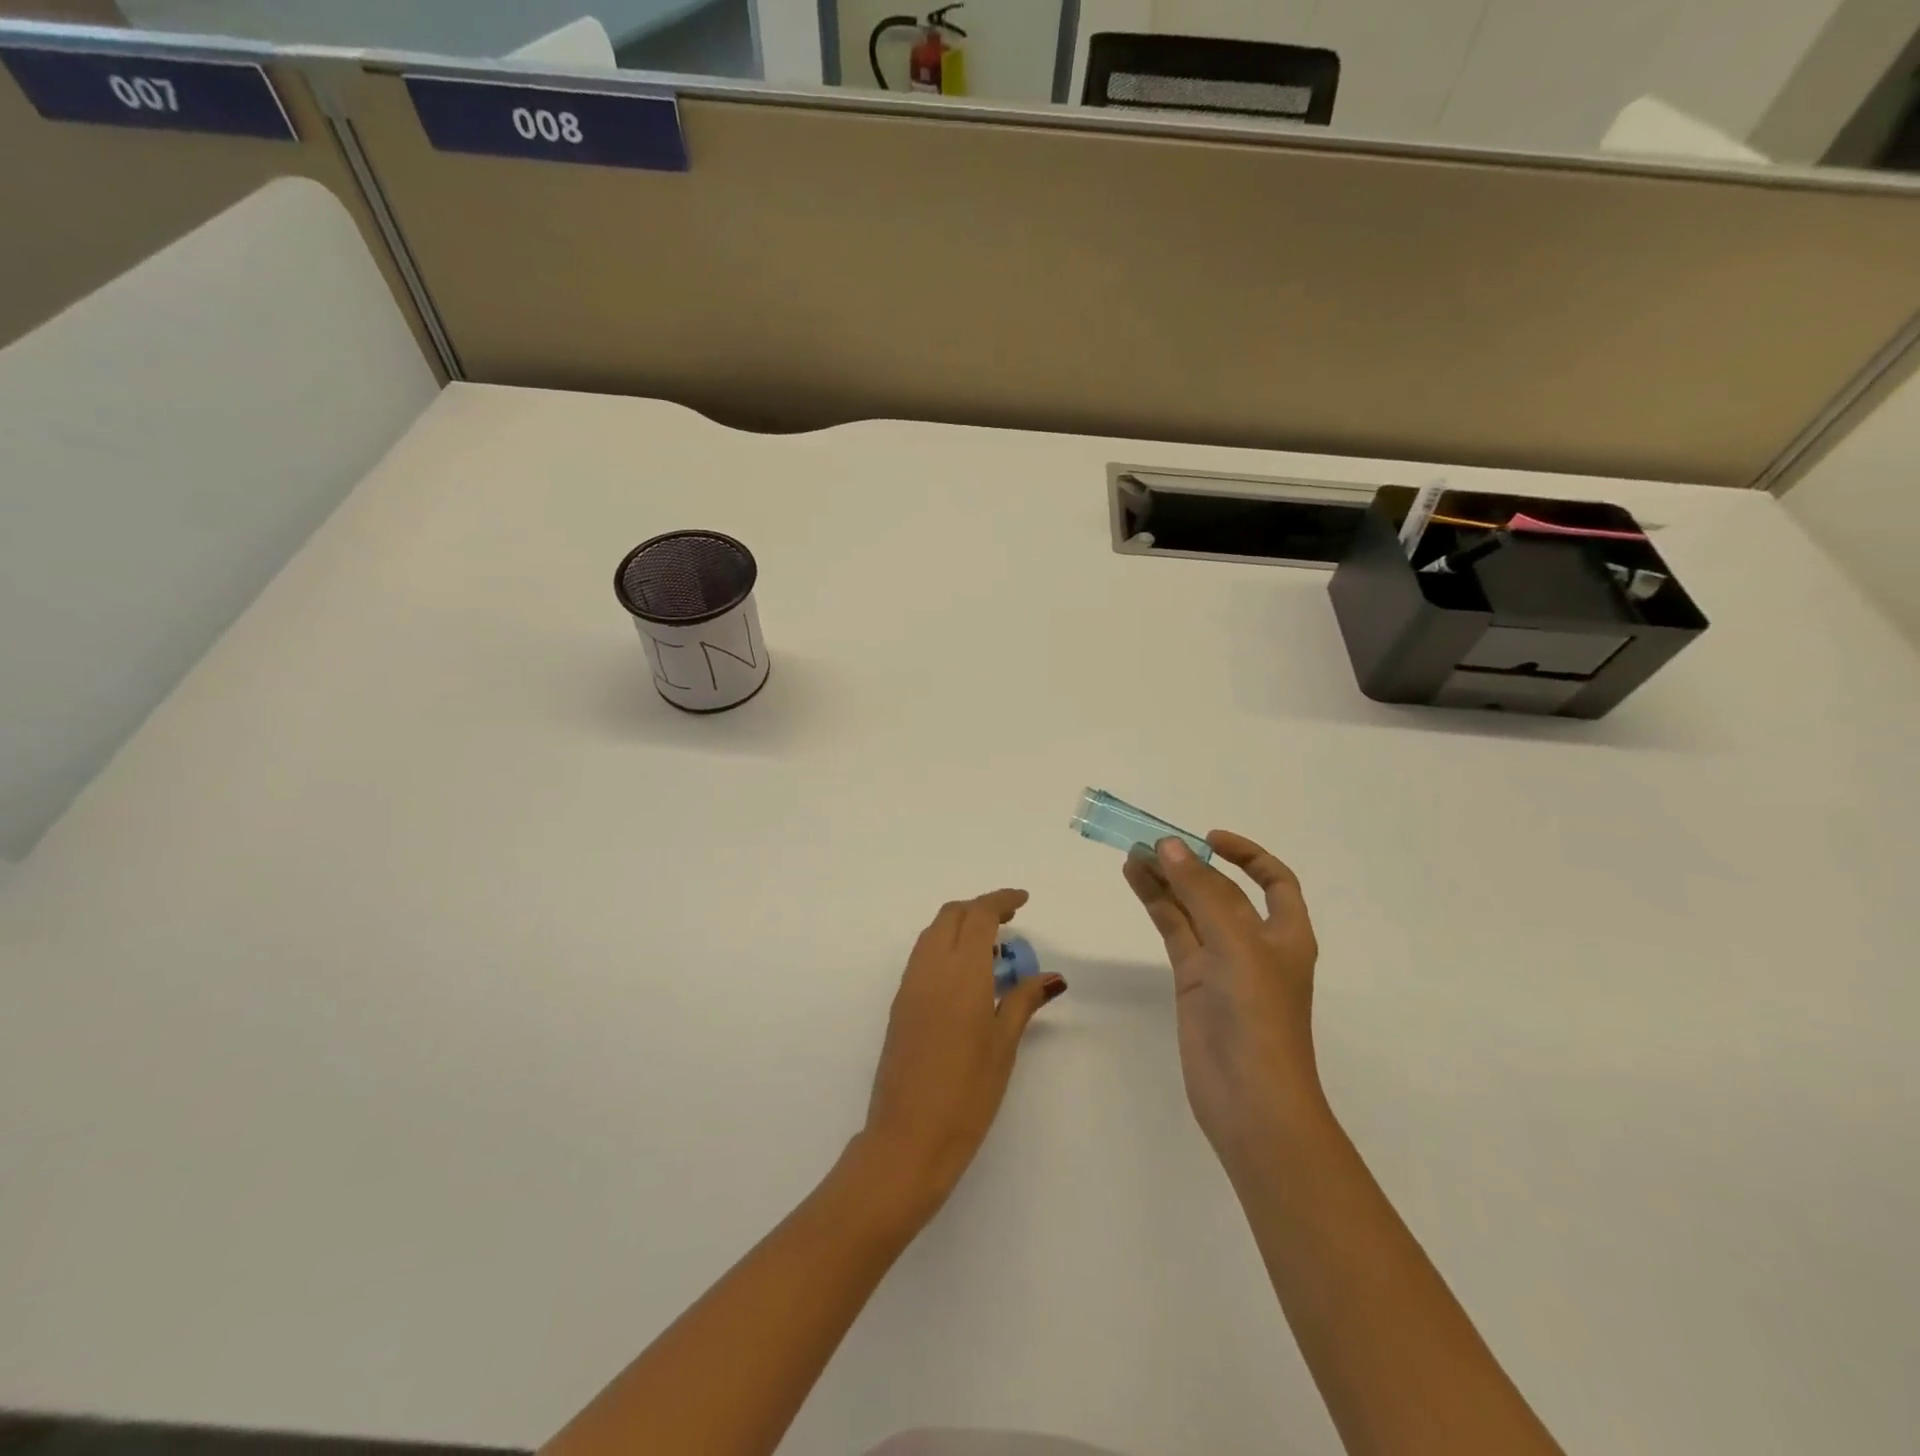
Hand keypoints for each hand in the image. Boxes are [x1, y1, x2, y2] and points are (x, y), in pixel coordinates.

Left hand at [859, 889, 1065, 1220]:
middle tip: (1010, 922)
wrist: (908, 1137)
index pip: (978, 914)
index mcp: (960, 970)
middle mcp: (930, 967)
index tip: (1023, 901)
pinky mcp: (899, 1005)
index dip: (1001, 900)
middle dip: (979, 908)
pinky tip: (966, 977)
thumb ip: (1024, 1001)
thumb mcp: (1004, 1044)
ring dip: (960, 926)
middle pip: (951, 915)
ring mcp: (910, 985)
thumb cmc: (967, 1092)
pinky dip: (945, 948)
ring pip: (933, 933)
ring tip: (991, 949)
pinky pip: (923, 957)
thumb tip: (1051, 977)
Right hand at [1123, 832, 1326, 1173]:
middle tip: (1152, 843)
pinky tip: (1136, 882)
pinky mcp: (1192, 981)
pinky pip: (1174, 932)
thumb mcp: (1237, 943)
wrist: (1250, 1100)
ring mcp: (1221, 963)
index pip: (1274, 881)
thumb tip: (1169, 845)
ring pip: (1191, 908)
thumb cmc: (1259, 1016)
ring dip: (1167, 880)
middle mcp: (1255, 943)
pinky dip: (1156, 905)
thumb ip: (1201, 891)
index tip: (1209, 839)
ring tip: (1133, 855)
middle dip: (1192, 865)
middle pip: (1222, 891)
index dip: (1247, 855)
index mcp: (1286, 933)